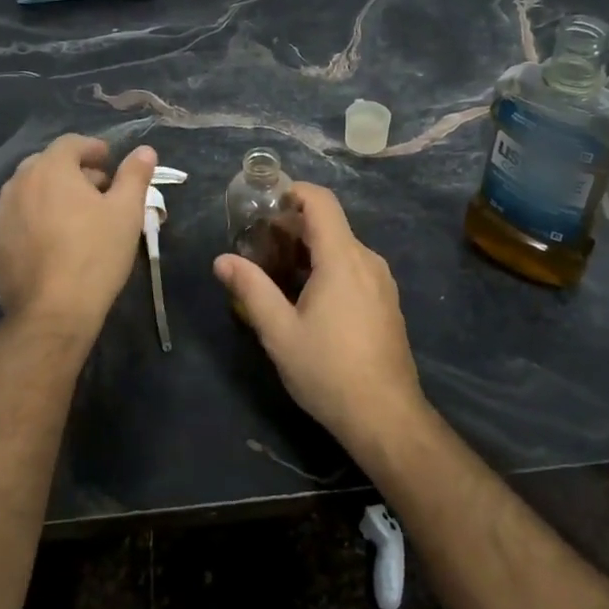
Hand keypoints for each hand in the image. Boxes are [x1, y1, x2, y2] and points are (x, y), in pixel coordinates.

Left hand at [0, 135, 156, 337]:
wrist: (52, 312)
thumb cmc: (95, 254)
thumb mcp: (127, 212)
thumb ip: (135, 175)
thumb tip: (145, 150)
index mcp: (50, 169)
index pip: (71, 143)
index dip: (93, 148)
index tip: (111, 162)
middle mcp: (18, 183)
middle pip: (48, 164)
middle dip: (75, 171)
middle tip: (100, 190)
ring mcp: (1, 214)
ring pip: (31, 191)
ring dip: (55, 194)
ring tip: (79, 216)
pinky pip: (20, 217)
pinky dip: (38, 217)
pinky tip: (57, 241)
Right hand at [212, 183, 424, 451]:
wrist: (386, 416)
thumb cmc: (328, 370)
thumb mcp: (280, 332)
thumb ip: (251, 290)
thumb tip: (222, 260)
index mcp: (342, 258)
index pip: (321, 201)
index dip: (293, 192)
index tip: (264, 202)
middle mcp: (367, 260)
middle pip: (330, 224)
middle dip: (292, 225)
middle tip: (257, 243)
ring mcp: (381, 281)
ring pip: (342, 247)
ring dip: (309, 249)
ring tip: (276, 270)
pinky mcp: (385, 301)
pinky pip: (354, 268)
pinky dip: (327, 267)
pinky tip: (306, 296)